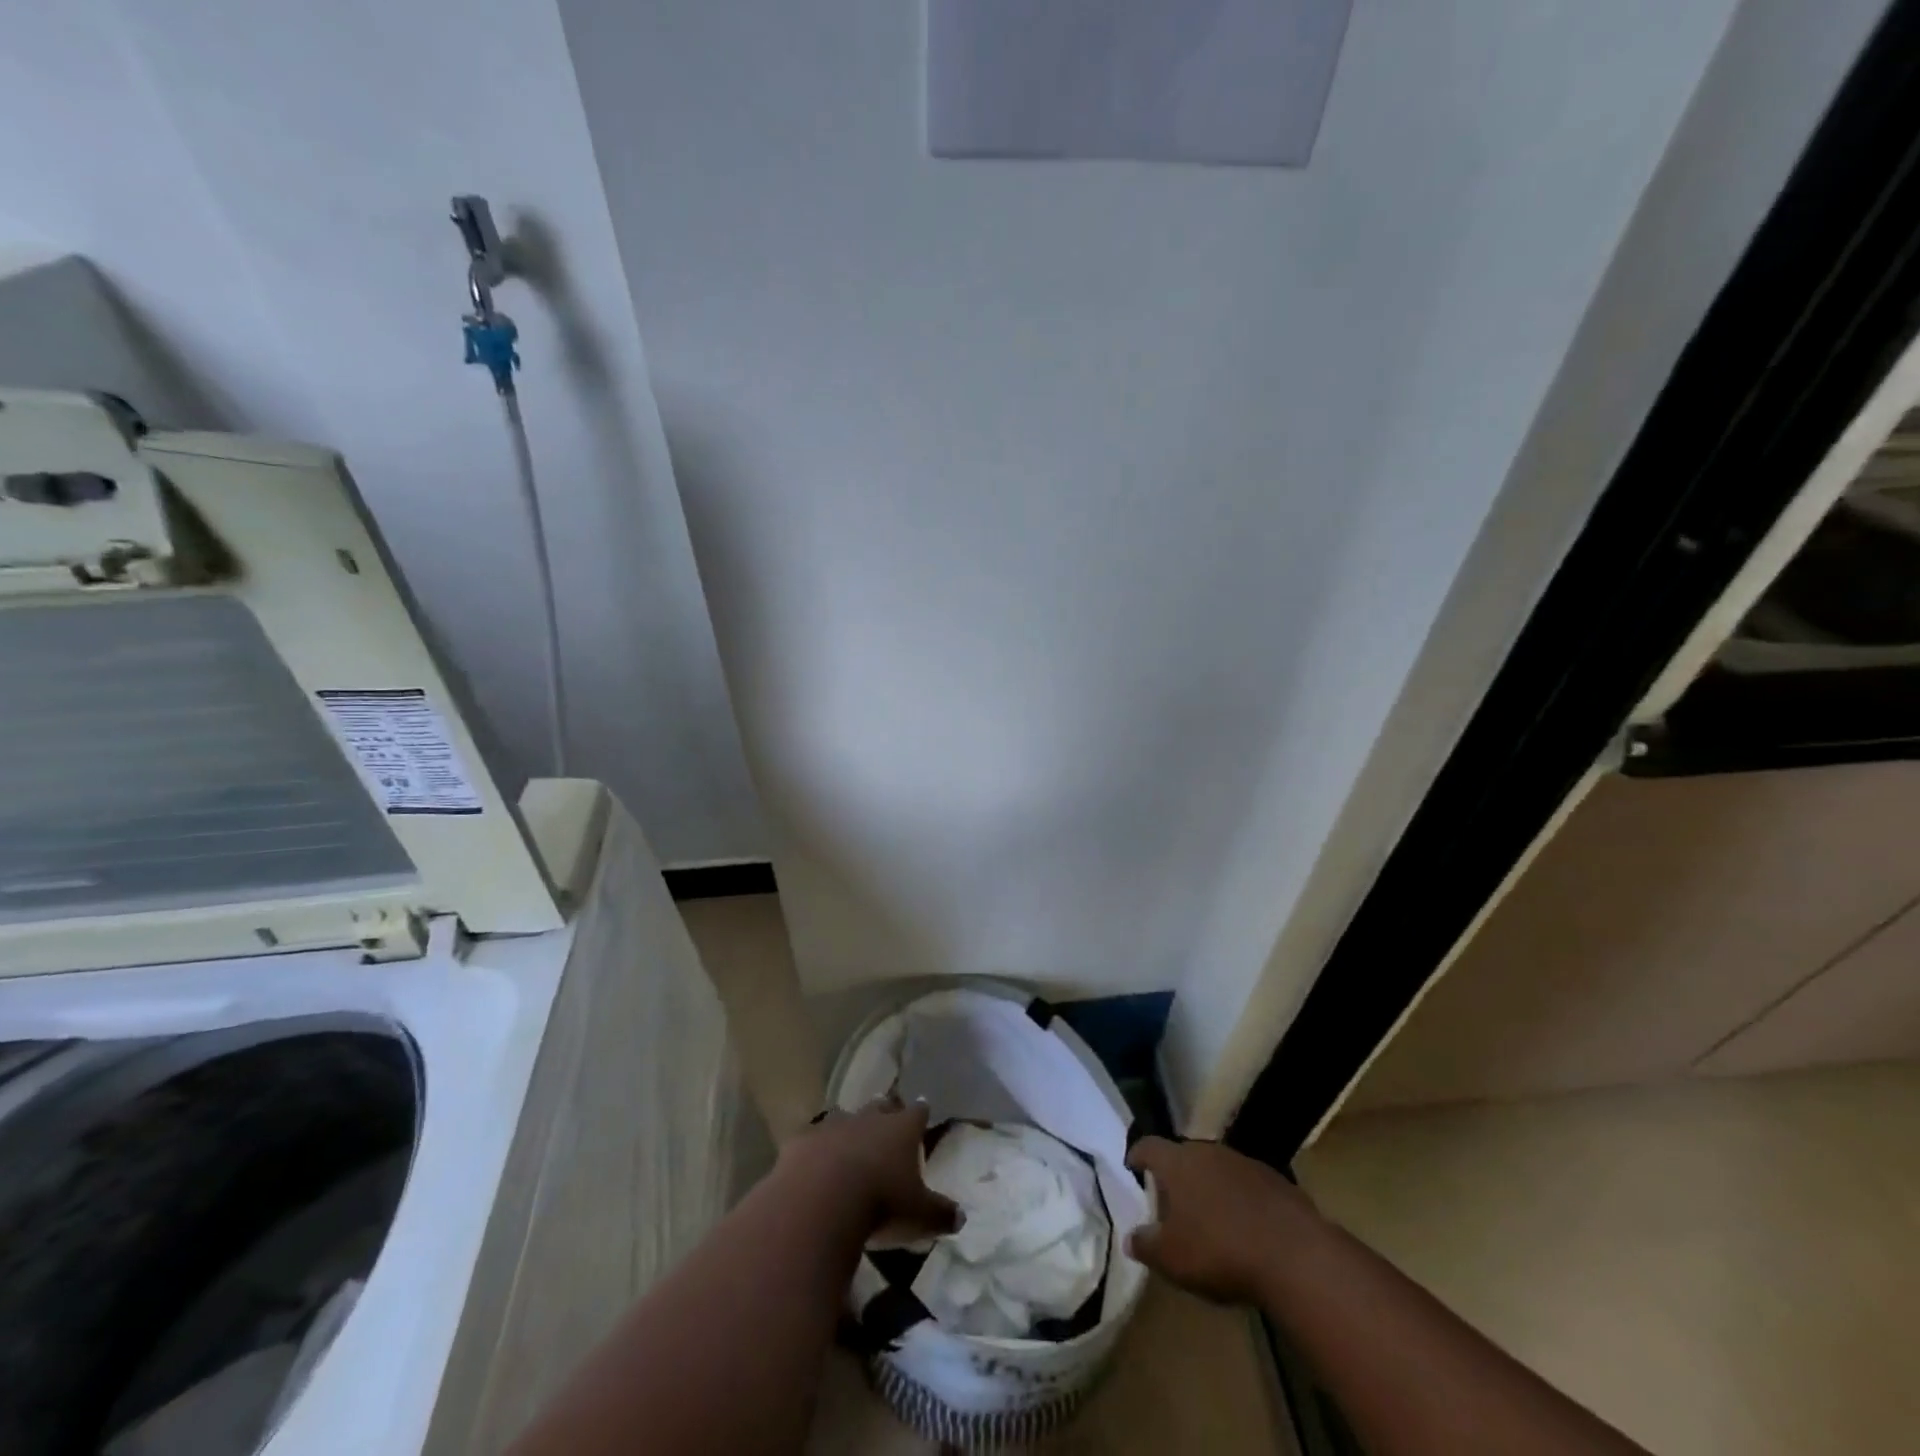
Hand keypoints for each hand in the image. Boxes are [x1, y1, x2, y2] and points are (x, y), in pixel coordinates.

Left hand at [780, 1098, 959, 1244]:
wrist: (820, 1202)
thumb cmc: (880, 1204)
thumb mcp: (919, 1216)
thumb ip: (941, 1214)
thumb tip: (961, 1216)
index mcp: (901, 1130)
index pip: (917, 1112)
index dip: (920, 1112)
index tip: (923, 1110)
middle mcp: (869, 1119)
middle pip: (881, 1106)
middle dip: (885, 1111)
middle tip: (888, 1118)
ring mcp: (833, 1126)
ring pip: (845, 1117)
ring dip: (849, 1127)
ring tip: (850, 1141)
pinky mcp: (801, 1141)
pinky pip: (811, 1139)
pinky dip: (815, 1149)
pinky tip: (812, 1163)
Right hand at [1125, 1136, 1319, 1305]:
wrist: (1295, 1255)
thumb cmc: (1219, 1250)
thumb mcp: (1171, 1258)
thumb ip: (1146, 1245)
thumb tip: (1130, 1237)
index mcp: (1177, 1162)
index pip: (1148, 1146)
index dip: (1137, 1156)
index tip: (1132, 1167)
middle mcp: (1208, 1152)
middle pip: (1184, 1156)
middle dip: (1176, 1176)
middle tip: (1171, 1204)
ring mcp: (1244, 1163)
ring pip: (1217, 1169)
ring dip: (1210, 1188)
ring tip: (1209, 1218)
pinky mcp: (1276, 1180)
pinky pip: (1247, 1185)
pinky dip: (1240, 1200)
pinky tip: (1246, 1229)